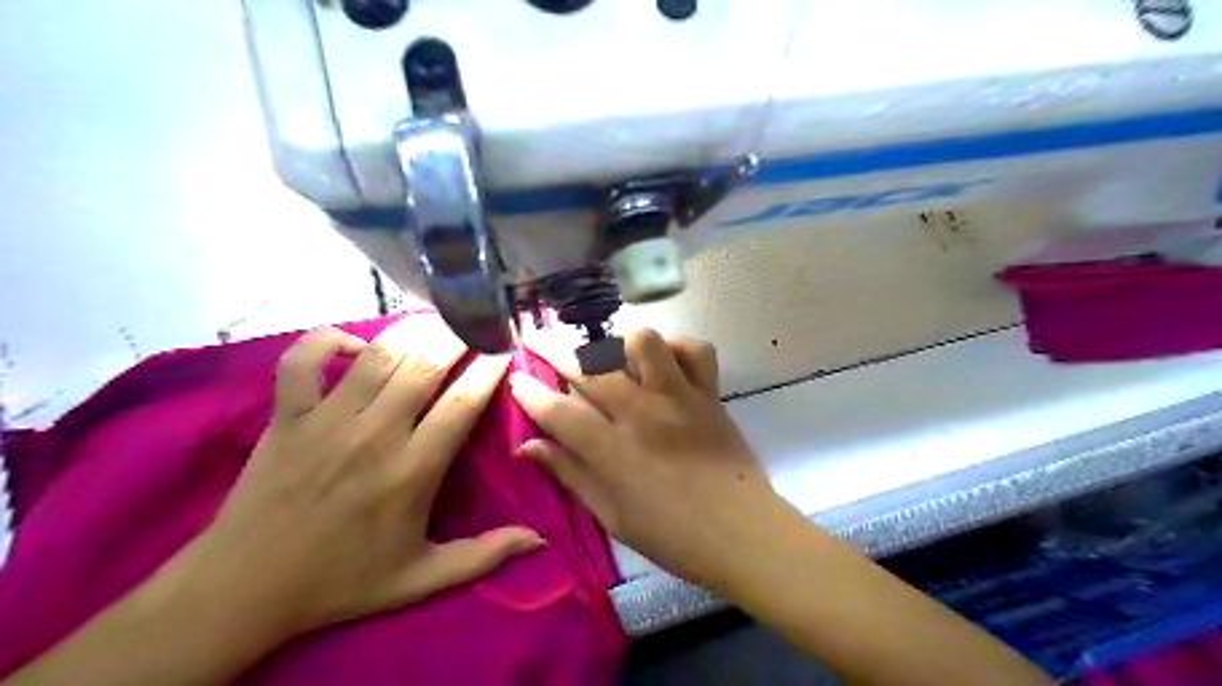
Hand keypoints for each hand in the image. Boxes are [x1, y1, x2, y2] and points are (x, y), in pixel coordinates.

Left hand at [182, 320, 542, 637]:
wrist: (244, 589)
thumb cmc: (342, 581)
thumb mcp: (422, 578)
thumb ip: (485, 555)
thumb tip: (540, 540)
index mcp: (413, 471)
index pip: (463, 403)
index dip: (489, 368)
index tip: (505, 348)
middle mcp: (374, 435)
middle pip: (425, 365)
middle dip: (457, 336)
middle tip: (475, 323)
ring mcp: (326, 420)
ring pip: (377, 355)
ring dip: (411, 331)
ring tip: (434, 322)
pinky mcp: (287, 415)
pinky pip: (303, 360)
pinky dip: (327, 340)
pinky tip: (354, 344)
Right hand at [509, 331, 793, 586]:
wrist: (742, 534)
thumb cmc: (672, 536)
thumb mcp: (611, 515)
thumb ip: (570, 474)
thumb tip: (528, 446)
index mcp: (614, 452)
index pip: (559, 412)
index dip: (530, 392)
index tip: (516, 378)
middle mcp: (643, 414)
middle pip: (590, 368)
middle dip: (553, 349)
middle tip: (537, 342)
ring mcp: (680, 398)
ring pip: (644, 341)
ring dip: (620, 344)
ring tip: (612, 358)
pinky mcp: (710, 393)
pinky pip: (696, 349)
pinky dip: (677, 349)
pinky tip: (665, 365)